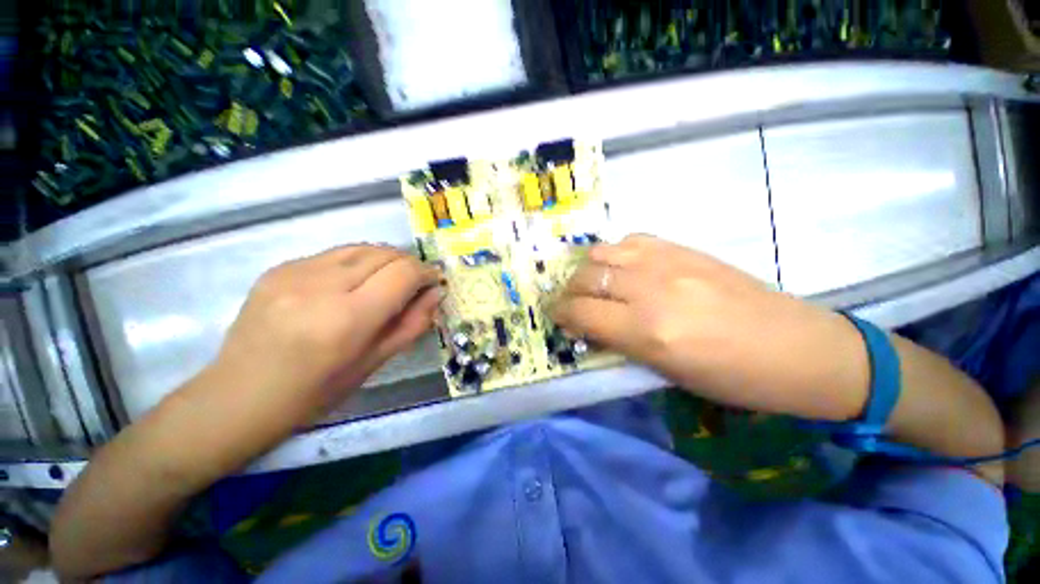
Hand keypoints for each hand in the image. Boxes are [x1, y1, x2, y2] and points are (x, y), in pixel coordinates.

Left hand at [211, 245, 439, 425]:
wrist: (239, 395)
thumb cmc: (315, 391)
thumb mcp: (375, 363)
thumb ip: (412, 324)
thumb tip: (436, 293)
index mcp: (347, 319)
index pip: (402, 274)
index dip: (425, 273)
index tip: (434, 281)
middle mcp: (321, 286)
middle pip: (384, 254)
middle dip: (409, 264)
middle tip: (416, 282)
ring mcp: (295, 272)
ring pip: (361, 247)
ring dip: (386, 259)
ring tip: (391, 278)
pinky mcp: (279, 267)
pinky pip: (334, 254)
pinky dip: (358, 261)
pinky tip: (355, 281)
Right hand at [552, 235, 867, 420]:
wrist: (796, 347)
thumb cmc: (730, 377)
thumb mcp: (665, 371)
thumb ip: (619, 342)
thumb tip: (587, 325)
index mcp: (647, 331)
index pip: (581, 312)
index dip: (561, 313)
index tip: (557, 317)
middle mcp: (650, 289)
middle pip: (586, 278)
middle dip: (569, 292)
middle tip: (572, 303)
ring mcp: (668, 262)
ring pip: (602, 252)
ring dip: (588, 270)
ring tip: (594, 284)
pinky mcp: (683, 248)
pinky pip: (631, 240)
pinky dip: (616, 253)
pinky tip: (624, 268)